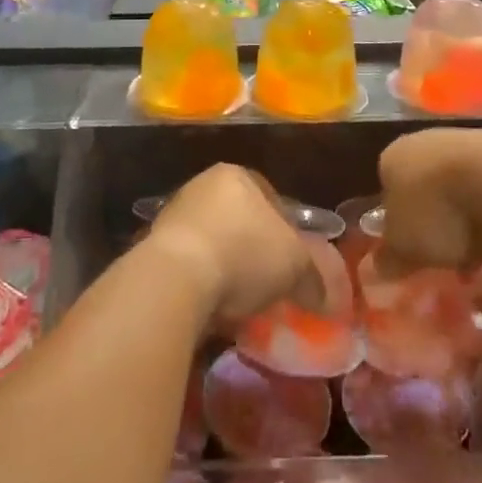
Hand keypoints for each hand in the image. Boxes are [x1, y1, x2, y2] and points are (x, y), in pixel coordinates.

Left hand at [145, 164, 323, 325]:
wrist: (176, 278)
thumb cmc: (244, 253)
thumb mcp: (295, 264)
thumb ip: (314, 277)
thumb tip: (327, 298)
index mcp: (236, 175)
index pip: (270, 196)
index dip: (287, 228)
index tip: (294, 259)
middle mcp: (202, 186)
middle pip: (239, 219)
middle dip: (254, 249)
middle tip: (271, 281)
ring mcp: (174, 215)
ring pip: (214, 242)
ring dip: (227, 267)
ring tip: (244, 300)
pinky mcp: (154, 248)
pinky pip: (191, 265)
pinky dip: (204, 283)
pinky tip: (216, 307)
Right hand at [378, 127, 481, 270]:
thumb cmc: (438, 211)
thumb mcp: (405, 248)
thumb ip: (390, 257)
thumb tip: (380, 268)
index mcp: (392, 159)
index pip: (389, 191)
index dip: (401, 224)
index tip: (415, 252)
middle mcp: (424, 141)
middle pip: (427, 186)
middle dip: (439, 220)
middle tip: (450, 255)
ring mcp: (467, 140)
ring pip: (462, 184)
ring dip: (471, 215)